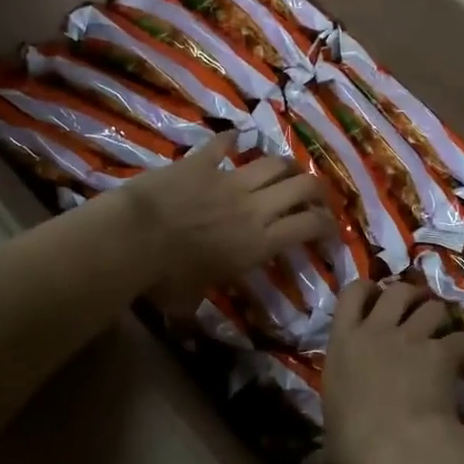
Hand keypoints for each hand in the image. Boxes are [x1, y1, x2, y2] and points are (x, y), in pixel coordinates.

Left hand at [123, 133, 329, 305]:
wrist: (133, 237)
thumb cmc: (164, 278)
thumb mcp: (189, 302)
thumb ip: (198, 306)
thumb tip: (187, 324)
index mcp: (259, 243)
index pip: (309, 227)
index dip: (328, 226)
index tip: (331, 230)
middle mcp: (254, 207)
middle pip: (302, 186)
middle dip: (317, 190)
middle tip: (316, 196)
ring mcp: (229, 179)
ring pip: (273, 162)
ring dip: (286, 165)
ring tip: (288, 170)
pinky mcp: (201, 162)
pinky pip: (223, 144)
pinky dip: (231, 141)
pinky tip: (235, 139)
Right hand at [321, 280, 463, 463]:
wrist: (396, 448)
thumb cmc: (354, 446)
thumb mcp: (331, 449)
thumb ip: (321, 455)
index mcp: (342, 345)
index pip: (350, 294)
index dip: (366, 290)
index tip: (375, 297)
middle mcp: (375, 332)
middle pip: (398, 291)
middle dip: (411, 296)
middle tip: (418, 312)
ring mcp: (410, 339)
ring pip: (433, 307)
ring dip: (442, 318)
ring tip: (446, 333)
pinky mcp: (440, 353)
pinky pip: (462, 338)